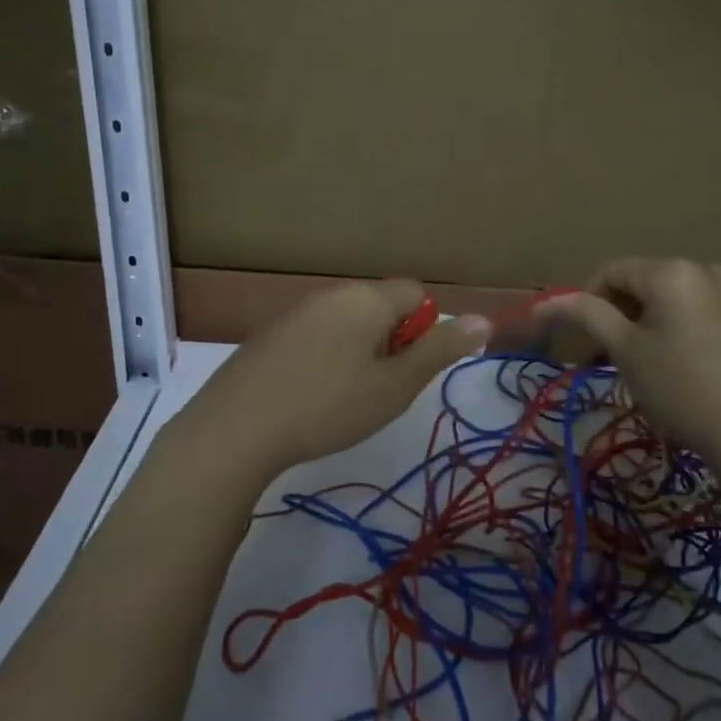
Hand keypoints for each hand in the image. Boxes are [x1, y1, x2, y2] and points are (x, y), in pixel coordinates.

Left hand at [175, 281, 490, 481]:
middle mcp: (331, 295)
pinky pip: (316, 337)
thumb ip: (440, 350)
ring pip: (348, 324)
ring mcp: (296, 313)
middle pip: (381, 307)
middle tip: (381, 389)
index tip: (410, 370)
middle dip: (392, 343)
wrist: (237, 428)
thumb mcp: (395, 385)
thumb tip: (483, 319)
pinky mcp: (270, 336)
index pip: (416, 293)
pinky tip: (310, 397)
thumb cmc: (329, 406)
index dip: (425, 330)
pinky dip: (326, 360)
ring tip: (346, 399)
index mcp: (366, 298)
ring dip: (359, 353)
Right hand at [533, 259, 720, 468]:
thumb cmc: (680, 388)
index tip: (586, 341)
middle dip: (627, 314)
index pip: (613, 271)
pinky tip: (703, 371)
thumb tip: (546, 301)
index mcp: (673, 272)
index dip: (588, 301)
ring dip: (663, 322)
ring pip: (687, 300)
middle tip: (617, 357)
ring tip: (660, 365)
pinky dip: (701, 334)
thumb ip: (585, 315)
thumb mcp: (625, 351)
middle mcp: (712, 271)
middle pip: (652, 283)